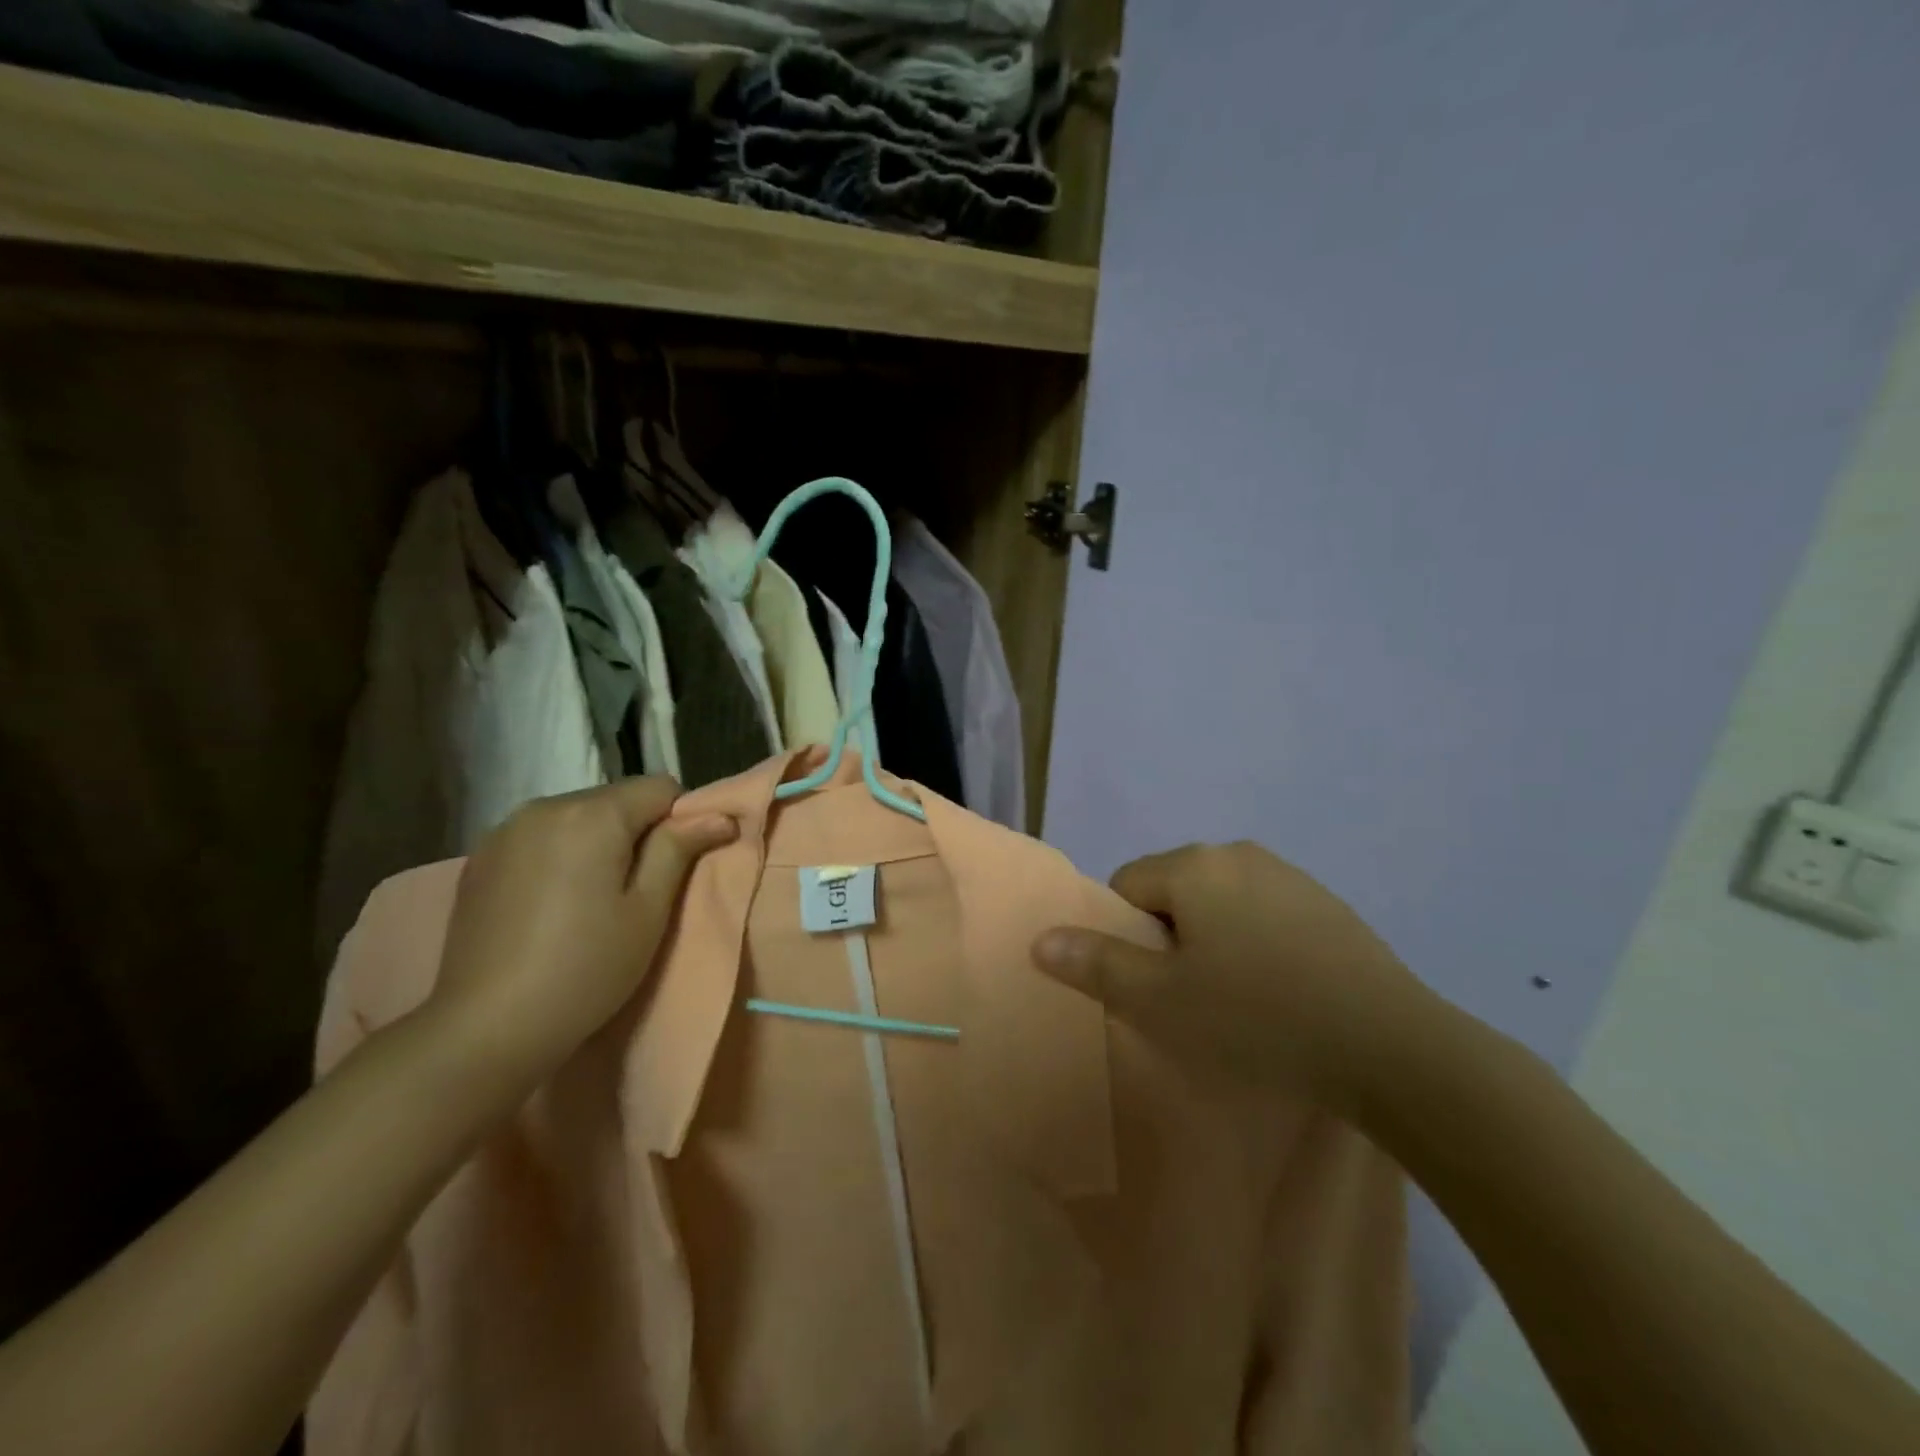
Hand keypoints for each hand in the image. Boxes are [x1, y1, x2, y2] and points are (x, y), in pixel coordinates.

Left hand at [429, 777, 736, 1082]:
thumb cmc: (586, 968)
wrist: (485, 1029)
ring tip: (590, 897)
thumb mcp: (649, 910)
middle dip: (637, 830)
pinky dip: (560, 854)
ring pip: (579, 816)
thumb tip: (720, 816)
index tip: (674, 868)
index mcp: (593, 814)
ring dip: (597, 841)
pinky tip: (552, 902)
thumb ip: (680, 849)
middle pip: (617, 798)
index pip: (661, 787)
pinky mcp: (480, 857)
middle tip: (636, 890)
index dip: (681, 820)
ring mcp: (505, 830)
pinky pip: (541, 835)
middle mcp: (545, 805)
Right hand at [1033, 842, 1438, 1110]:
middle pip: (1174, 892)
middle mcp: (1238, 853)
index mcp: (1193, 865)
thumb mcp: (1160, 1001)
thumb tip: (1040, 938)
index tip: (1156, 987)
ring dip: (1214, 942)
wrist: (1390, 1046)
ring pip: (1220, 903)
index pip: (1127, 887)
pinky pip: (1265, 914)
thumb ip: (1094, 964)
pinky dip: (1257, 944)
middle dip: (1170, 940)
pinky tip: (1282, 993)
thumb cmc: (1256, 1018)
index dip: (1128, 939)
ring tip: (1239, 1001)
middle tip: (1193, 1000)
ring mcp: (1289, 875)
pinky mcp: (1327, 904)